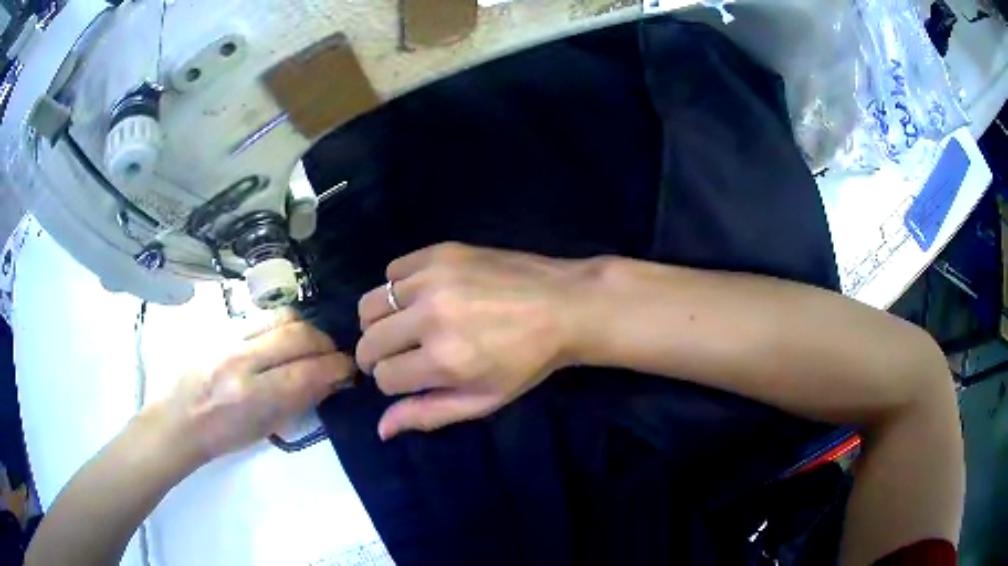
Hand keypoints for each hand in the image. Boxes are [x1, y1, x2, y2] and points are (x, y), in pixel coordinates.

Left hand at [152, 310, 353, 463]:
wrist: (179, 418)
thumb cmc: (222, 436)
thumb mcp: (263, 429)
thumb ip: (297, 402)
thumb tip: (330, 382)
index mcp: (251, 396)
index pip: (306, 373)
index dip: (337, 369)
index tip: (350, 371)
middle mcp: (242, 360)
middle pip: (298, 335)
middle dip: (327, 345)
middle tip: (334, 357)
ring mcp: (230, 337)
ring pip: (283, 317)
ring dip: (307, 330)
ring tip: (312, 346)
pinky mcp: (223, 327)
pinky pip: (264, 317)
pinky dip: (285, 326)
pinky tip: (285, 341)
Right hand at [356, 243, 588, 438]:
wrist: (565, 306)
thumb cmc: (528, 361)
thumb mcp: (483, 399)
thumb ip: (428, 414)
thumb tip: (381, 429)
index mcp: (444, 360)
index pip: (383, 377)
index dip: (394, 382)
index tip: (412, 377)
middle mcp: (430, 316)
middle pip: (368, 341)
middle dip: (377, 356)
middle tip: (401, 355)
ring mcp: (432, 278)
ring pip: (371, 305)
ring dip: (380, 322)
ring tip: (405, 326)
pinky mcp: (439, 252)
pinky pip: (391, 271)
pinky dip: (397, 288)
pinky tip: (420, 296)